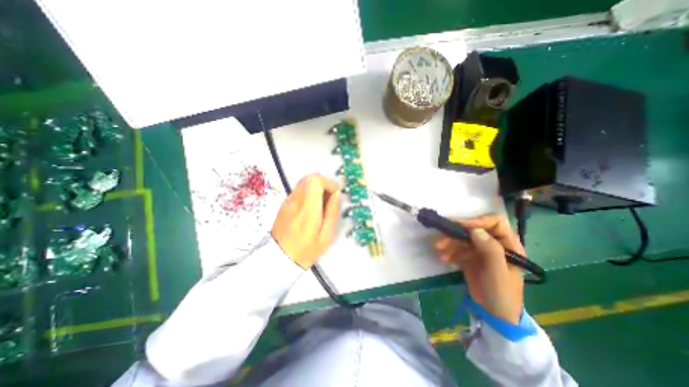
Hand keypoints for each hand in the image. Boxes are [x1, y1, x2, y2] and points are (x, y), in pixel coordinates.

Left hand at [272, 175, 341, 268]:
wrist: (279, 259)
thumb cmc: (306, 250)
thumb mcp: (326, 235)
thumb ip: (333, 212)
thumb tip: (336, 195)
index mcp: (307, 208)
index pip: (315, 180)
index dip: (328, 183)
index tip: (334, 195)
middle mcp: (296, 201)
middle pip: (309, 177)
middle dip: (323, 184)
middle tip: (329, 199)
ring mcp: (288, 201)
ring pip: (304, 182)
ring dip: (316, 188)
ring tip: (321, 204)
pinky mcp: (284, 204)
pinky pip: (299, 190)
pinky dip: (309, 193)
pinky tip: (311, 208)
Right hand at [432, 215, 525, 322]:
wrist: (494, 315)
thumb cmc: (502, 293)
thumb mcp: (498, 272)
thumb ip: (490, 250)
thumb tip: (475, 230)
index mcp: (508, 245)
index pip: (495, 223)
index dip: (478, 221)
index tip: (460, 226)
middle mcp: (494, 244)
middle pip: (473, 230)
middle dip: (456, 234)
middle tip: (441, 239)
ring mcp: (480, 251)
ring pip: (463, 239)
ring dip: (449, 243)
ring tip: (439, 250)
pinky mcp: (470, 258)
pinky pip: (458, 249)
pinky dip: (449, 252)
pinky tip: (443, 258)